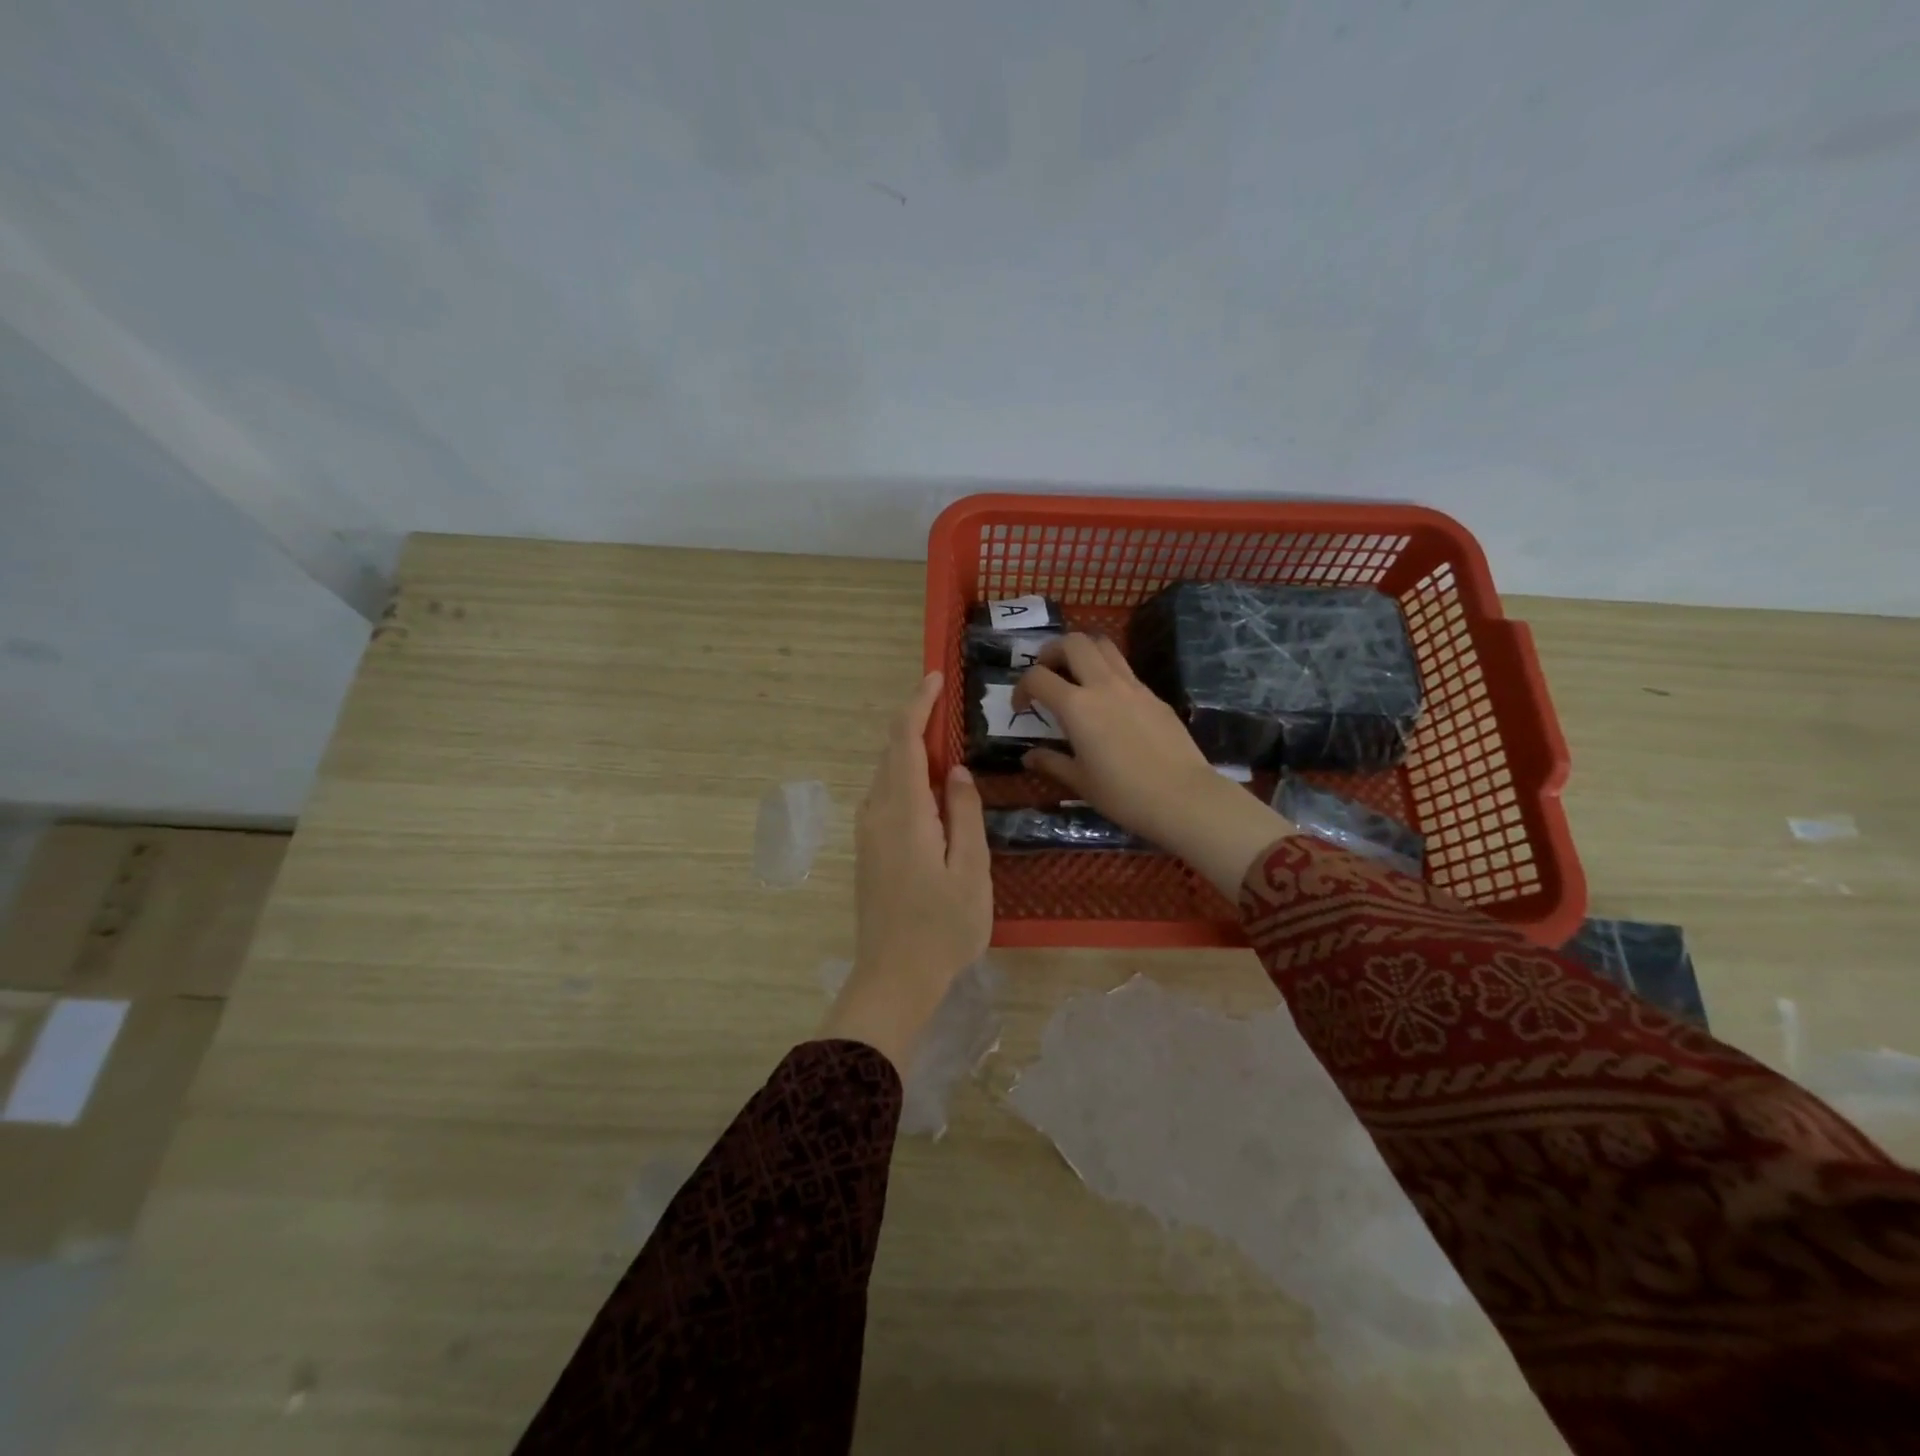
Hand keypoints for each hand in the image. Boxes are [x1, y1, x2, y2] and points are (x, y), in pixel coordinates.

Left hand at [822, 671, 992, 1071]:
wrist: (894, 978)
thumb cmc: (943, 927)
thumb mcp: (970, 870)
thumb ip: (963, 813)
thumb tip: (955, 771)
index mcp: (904, 812)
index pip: (904, 743)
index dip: (917, 706)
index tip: (934, 678)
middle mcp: (877, 814)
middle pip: (891, 755)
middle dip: (915, 725)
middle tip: (947, 710)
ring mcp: (868, 835)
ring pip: (886, 777)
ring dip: (911, 754)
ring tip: (945, 747)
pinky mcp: (868, 852)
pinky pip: (886, 799)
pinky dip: (906, 780)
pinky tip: (931, 793)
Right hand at [1016, 635, 1294, 896]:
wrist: (1183, 797)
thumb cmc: (1124, 794)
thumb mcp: (1080, 782)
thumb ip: (1051, 763)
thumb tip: (1029, 757)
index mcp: (1077, 706)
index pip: (1038, 677)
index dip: (1021, 687)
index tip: (1022, 708)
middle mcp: (1103, 685)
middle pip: (1073, 642)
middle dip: (1052, 652)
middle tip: (1047, 675)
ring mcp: (1133, 686)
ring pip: (1103, 645)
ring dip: (1083, 652)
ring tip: (1075, 677)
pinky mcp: (1154, 695)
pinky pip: (1125, 669)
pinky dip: (1107, 672)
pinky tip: (1108, 703)